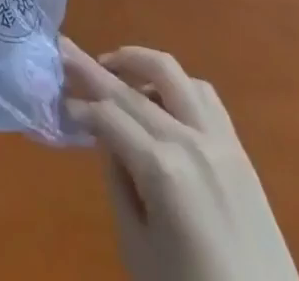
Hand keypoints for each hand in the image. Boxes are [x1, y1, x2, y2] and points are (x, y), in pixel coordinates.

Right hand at [62, 39, 298, 280]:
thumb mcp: (138, 248)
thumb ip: (119, 183)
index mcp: (162, 169)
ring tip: (114, 69)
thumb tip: (107, 138)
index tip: (58, 101)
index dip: (79, 106)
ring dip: (138, 63)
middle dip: (93, 68)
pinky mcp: (240, 151)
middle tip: (65, 50)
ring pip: (172, 73)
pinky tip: (159, 98)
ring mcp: (220, 141)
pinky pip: (203, 95)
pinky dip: (175, 84)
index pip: (108, 116)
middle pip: (131, 90)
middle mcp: (190, 141)